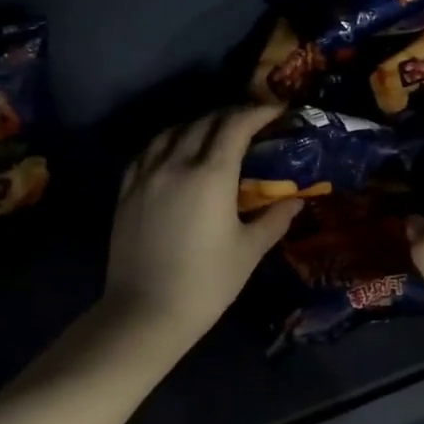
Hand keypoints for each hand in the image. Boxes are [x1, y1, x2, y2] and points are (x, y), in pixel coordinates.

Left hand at [104, 106, 299, 348]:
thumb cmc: (206, 283)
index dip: (258, 112)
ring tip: (215, 133)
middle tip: (252, 122)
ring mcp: (146, 175)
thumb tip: (297, 200)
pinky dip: (168, 141)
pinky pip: (148, 151)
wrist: (145, 313)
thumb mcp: (249, 251)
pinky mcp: (127, 191)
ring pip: (173, 131)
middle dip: (232, 115)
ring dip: (199, 124)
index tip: (276, 110)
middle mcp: (176, 163)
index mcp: (211, 175)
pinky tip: (175, 152)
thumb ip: (275, 219)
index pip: (236, 125)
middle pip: (205, 122)